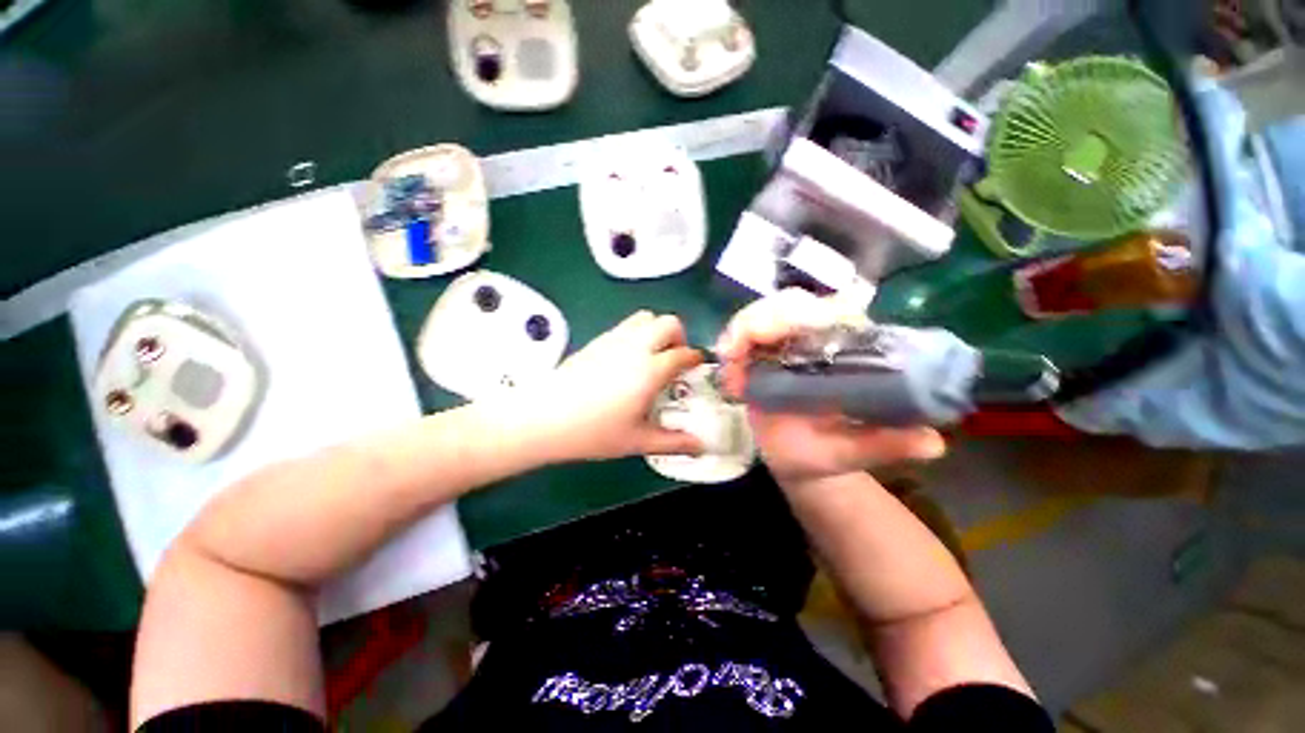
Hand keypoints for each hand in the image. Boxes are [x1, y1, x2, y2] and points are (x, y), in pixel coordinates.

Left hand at [516, 310, 705, 462]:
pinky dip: (637, 333)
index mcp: (650, 370)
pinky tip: (628, 359)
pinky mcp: (597, 340)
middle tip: (675, 359)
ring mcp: (614, 339)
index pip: (683, 354)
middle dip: (679, 336)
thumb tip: (701, 446)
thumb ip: (674, 442)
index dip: (696, 359)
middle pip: (668, 323)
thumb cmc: (594, 432)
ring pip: (646, 318)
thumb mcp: (638, 441)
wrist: (544, 418)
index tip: (697, 367)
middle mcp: (636, 347)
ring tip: (653, 356)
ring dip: (657, 330)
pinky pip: (626, 325)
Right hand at [717, 289, 946, 483]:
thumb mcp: (854, 452)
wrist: (795, 457)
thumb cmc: (824, 452)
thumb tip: (933, 442)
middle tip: (742, 347)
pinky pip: (743, 335)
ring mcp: (783, 344)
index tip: (787, 331)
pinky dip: (732, 341)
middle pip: (790, 305)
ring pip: (762, 314)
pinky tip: (726, 360)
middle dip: (764, 318)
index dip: (810, 313)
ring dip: (743, 328)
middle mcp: (815, 340)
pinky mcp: (759, 354)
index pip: (835, 312)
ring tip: (730, 356)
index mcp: (846, 353)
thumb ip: (884, 446)